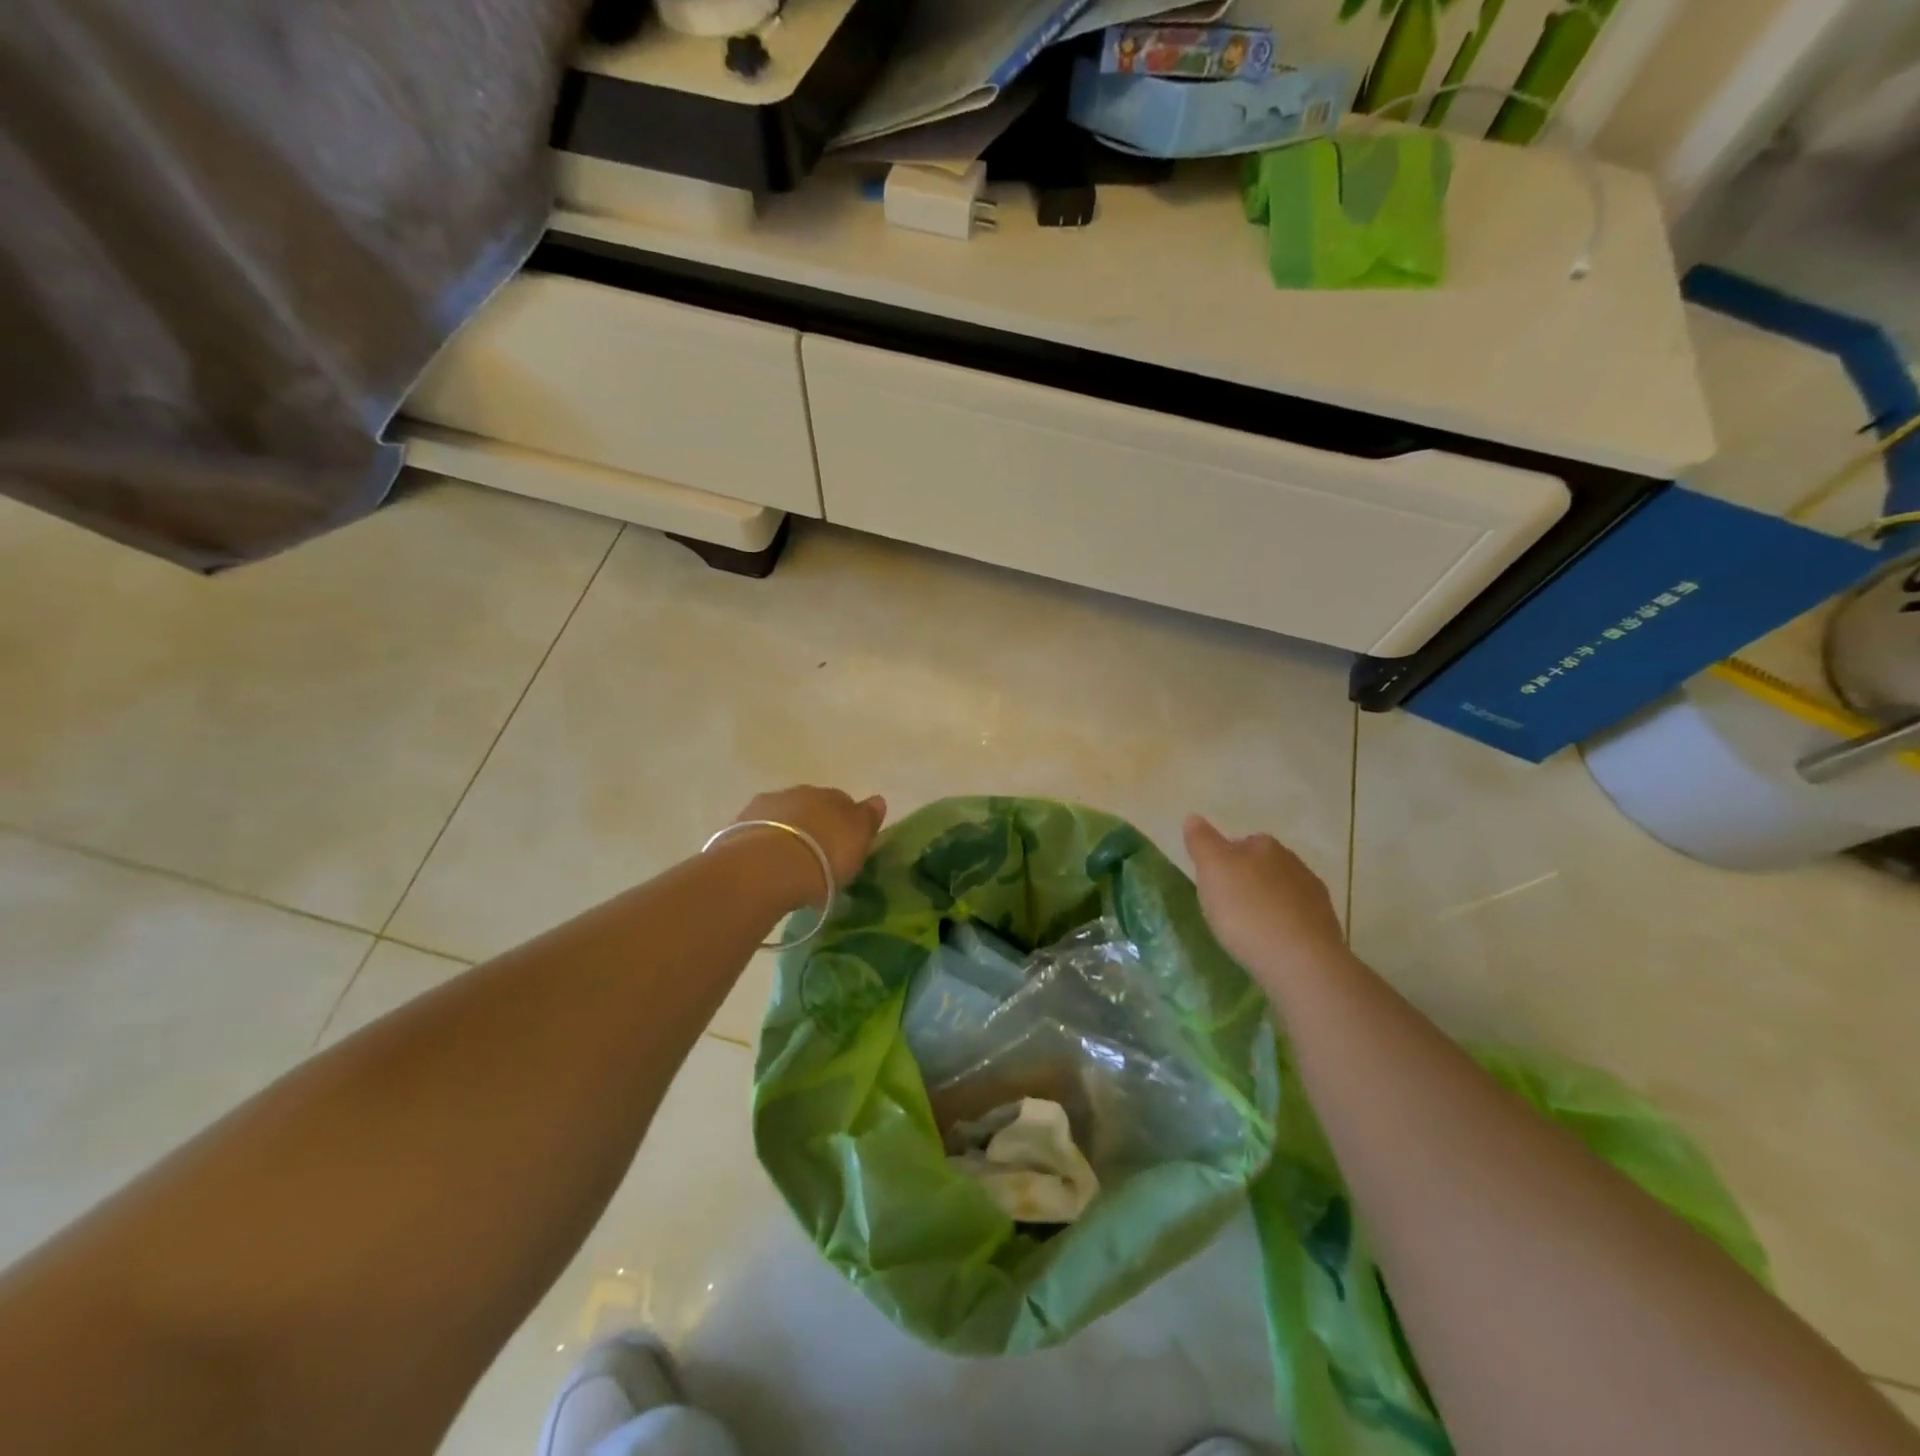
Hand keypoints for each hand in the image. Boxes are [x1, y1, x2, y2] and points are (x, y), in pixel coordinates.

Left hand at [733, 786, 887, 905]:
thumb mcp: (857, 841)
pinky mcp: (737, 828)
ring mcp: (764, 808)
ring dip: (786, 834)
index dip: (844, 823)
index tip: (844, 846)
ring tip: (788, 865)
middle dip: (813, 826)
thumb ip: (867, 819)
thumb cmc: (823, 856)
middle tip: (816, 856)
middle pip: (809, 808)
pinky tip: (766, 867)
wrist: (766, 867)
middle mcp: (796, 793)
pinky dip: (764, 846)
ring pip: (781, 819)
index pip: (842, 802)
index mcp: (830, 795)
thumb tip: (878, 799)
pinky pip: (758, 835)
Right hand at [1184, 815, 1347, 987]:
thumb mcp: (1212, 870)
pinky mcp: (1325, 927)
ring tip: (1248, 928)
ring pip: (1282, 892)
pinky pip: (1296, 919)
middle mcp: (1294, 863)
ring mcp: (1314, 896)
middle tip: (1226, 905)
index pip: (1242, 842)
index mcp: (1265, 846)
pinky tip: (1271, 943)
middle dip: (1247, 881)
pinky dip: (1283, 926)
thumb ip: (1202, 842)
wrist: (1300, 961)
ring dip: (1267, 904)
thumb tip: (1194, 817)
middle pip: (1264, 866)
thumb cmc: (1247, 910)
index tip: (1213, 883)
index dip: (1225, 861)